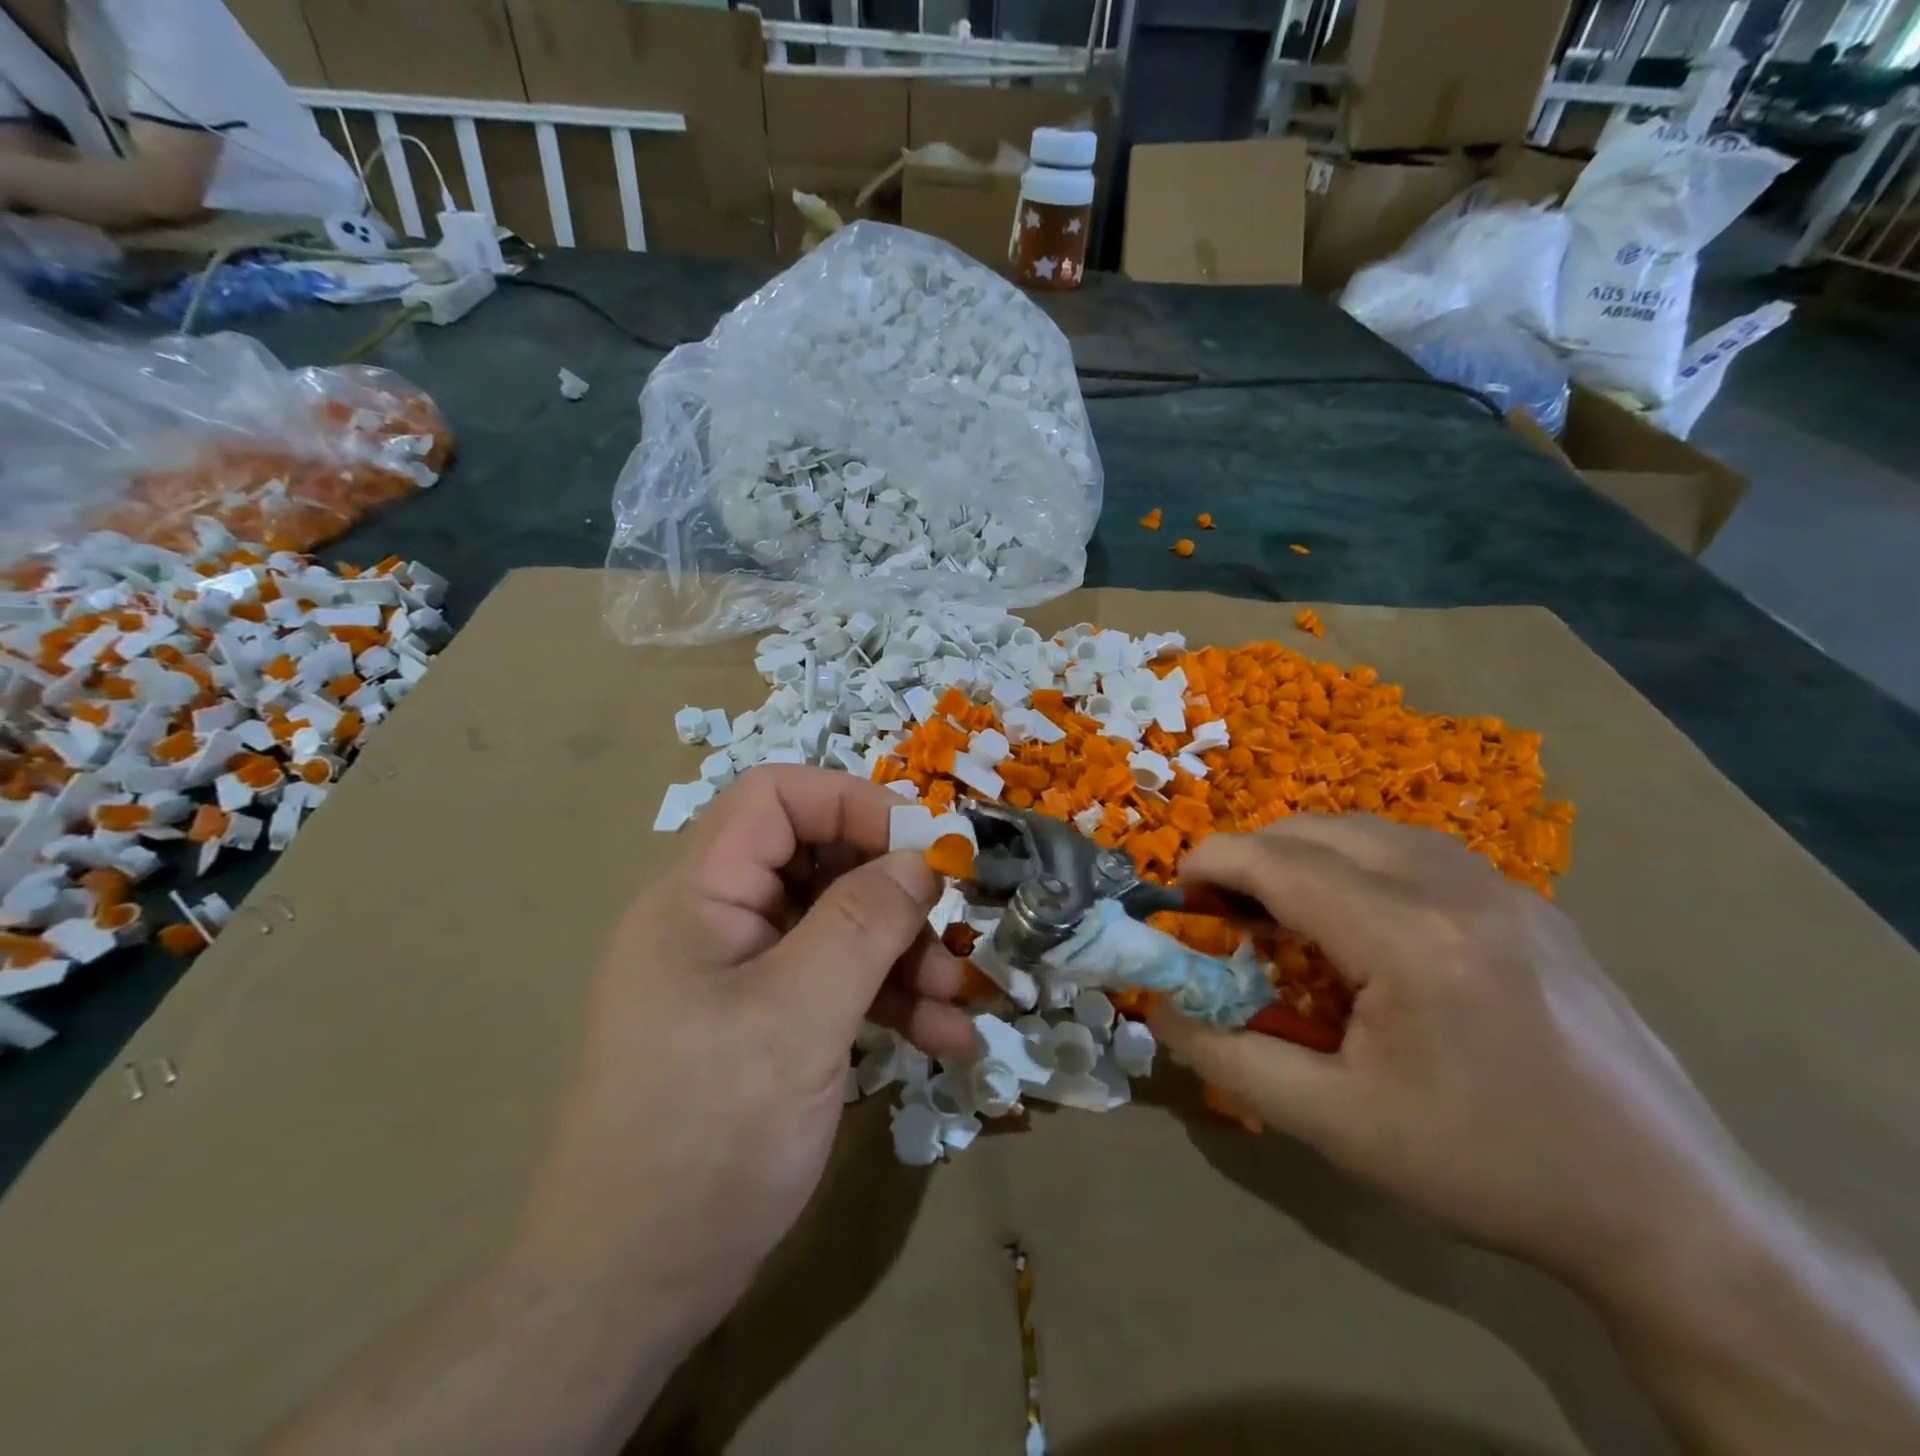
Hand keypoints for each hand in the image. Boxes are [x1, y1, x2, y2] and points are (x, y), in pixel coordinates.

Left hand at [521, 766, 973, 1338]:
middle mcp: (719, 921)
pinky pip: (835, 985)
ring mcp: (742, 976)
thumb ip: (863, 924)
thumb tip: (921, 859)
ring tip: (957, 998)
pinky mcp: (765, 1025)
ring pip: (837, 927)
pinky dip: (888, 1002)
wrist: (630, 1289)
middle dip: (892, 891)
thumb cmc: (705, 1134)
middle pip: (817, 862)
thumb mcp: (797, 1016)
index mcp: (700, 894)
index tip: (925, 844)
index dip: (852, 803)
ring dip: (902, 954)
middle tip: (950, 923)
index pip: (775, 799)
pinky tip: (944, 1039)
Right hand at [1152, 814, 1758, 1290]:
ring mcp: (1504, 887)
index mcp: (1411, 939)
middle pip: (1319, 829)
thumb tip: (1158, 1009)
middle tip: (1225, 911)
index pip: (1281, 862)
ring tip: (1283, 911)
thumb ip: (1228, 1058)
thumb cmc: (1486, 1168)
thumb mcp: (1337, 1125)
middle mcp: (1457, 887)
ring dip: (1306, 853)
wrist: (1668, 1210)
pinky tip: (1361, 919)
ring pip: (1368, 829)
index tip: (1175, 891)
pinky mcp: (1530, 902)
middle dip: (1253, 855)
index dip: (1213, 863)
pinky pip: (1416, 849)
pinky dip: (1359, 861)